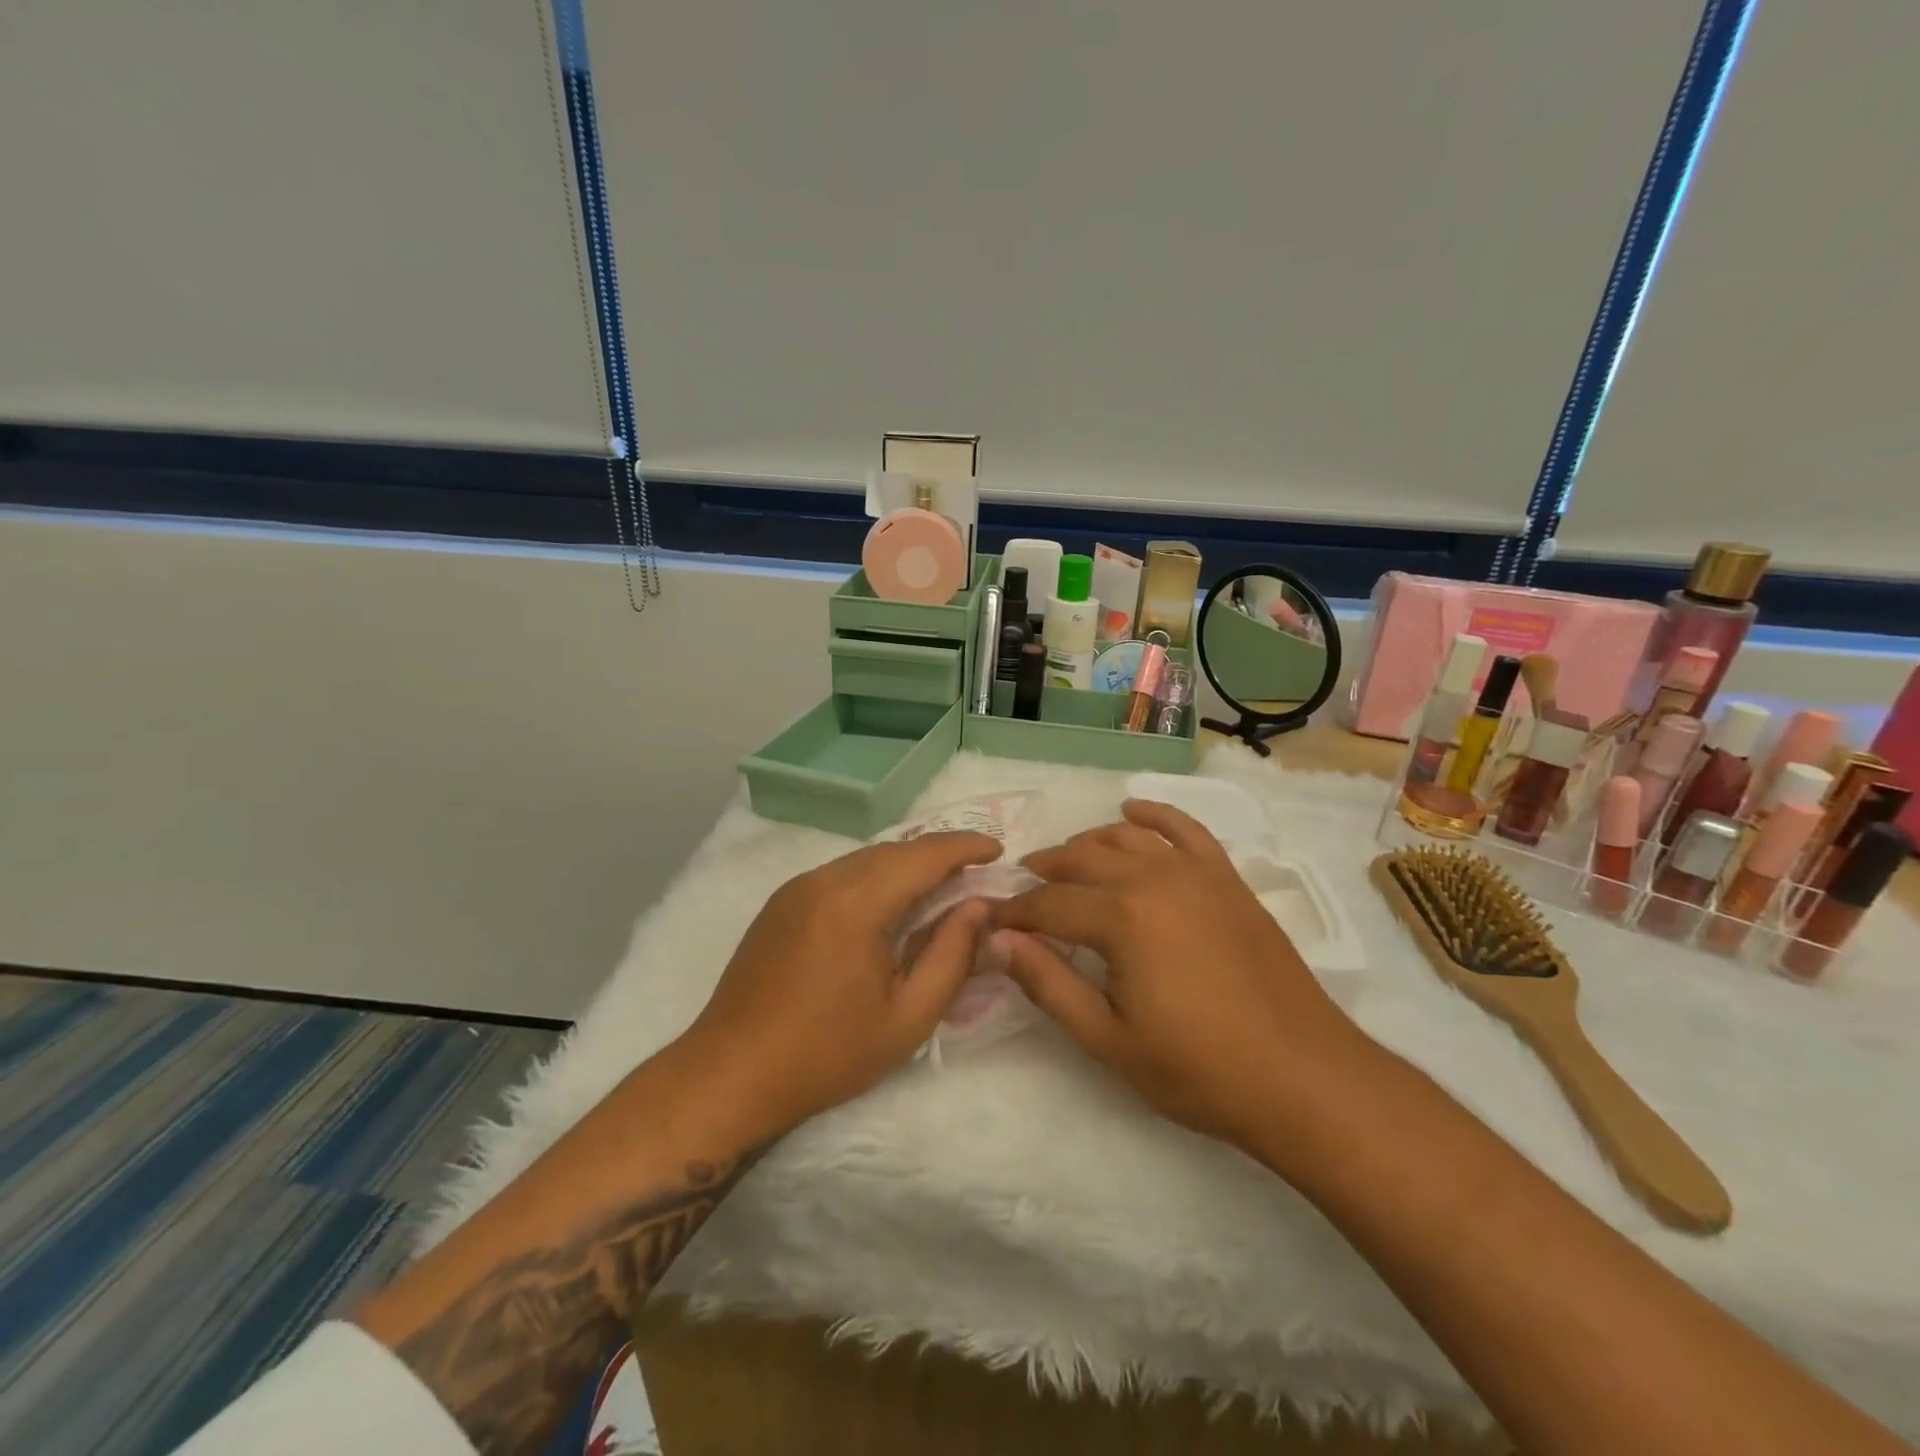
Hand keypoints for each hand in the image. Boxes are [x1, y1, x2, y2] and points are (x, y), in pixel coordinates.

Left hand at [672, 831, 1001, 1143]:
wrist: (730, 1075)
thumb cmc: (826, 1054)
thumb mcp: (908, 1016)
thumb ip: (952, 955)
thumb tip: (977, 907)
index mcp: (855, 903)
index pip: (923, 855)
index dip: (964, 846)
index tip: (998, 849)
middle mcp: (823, 880)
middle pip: (894, 851)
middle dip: (938, 854)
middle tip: (975, 870)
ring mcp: (796, 888)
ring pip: (865, 860)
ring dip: (906, 865)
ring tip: (940, 886)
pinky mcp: (781, 903)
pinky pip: (841, 874)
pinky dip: (875, 877)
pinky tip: (889, 904)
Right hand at [990, 799, 1372, 1155]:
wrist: (1302, 1076)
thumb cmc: (1198, 1068)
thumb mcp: (1107, 1039)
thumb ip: (1047, 984)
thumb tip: (996, 940)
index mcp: (1120, 917)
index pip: (1047, 904)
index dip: (1013, 913)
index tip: (989, 921)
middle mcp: (1152, 877)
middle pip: (1081, 859)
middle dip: (1044, 872)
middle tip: (1022, 892)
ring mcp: (1195, 872)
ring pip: (1125, 836)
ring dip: (1087, 843)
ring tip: (1065, 861)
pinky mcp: (1226, 878)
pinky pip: (1184, 828)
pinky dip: (1154, 813)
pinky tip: (1132, 811)